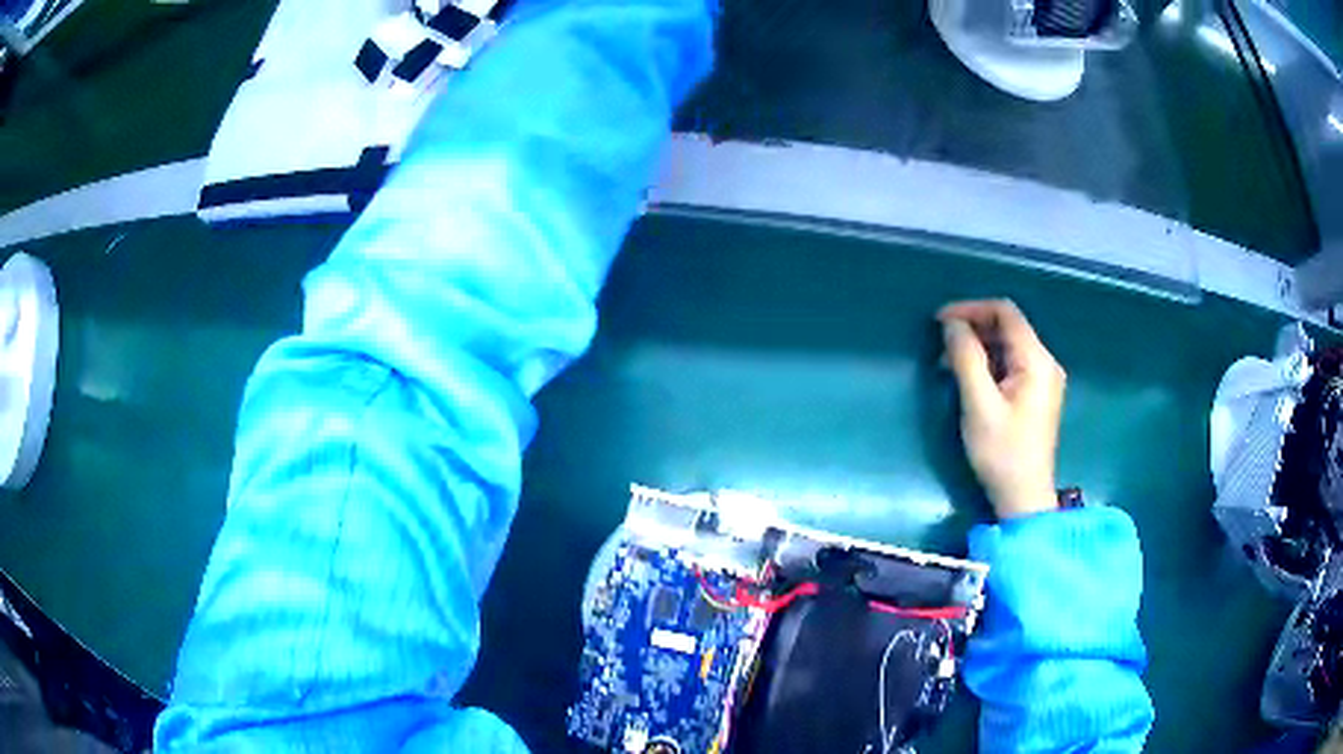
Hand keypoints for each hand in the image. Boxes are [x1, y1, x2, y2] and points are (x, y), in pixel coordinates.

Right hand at [938, 300, 1064, 518]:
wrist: (1024, 498)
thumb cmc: (1002, 453)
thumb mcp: (979, 405)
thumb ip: (966, 359)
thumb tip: (951, 324)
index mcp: (1036, 360)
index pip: (1005, 312)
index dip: (971, 309)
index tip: (939, 322)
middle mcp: (1045, 362)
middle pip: (1008, 327)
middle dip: (973, 328)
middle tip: (940, 346)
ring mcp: (1043, 379)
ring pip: (1008, 345)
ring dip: (978, 347)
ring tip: (948, 364)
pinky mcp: (1037, 394)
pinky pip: (1011, 364)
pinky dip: (988, 363)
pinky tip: (969, 378)